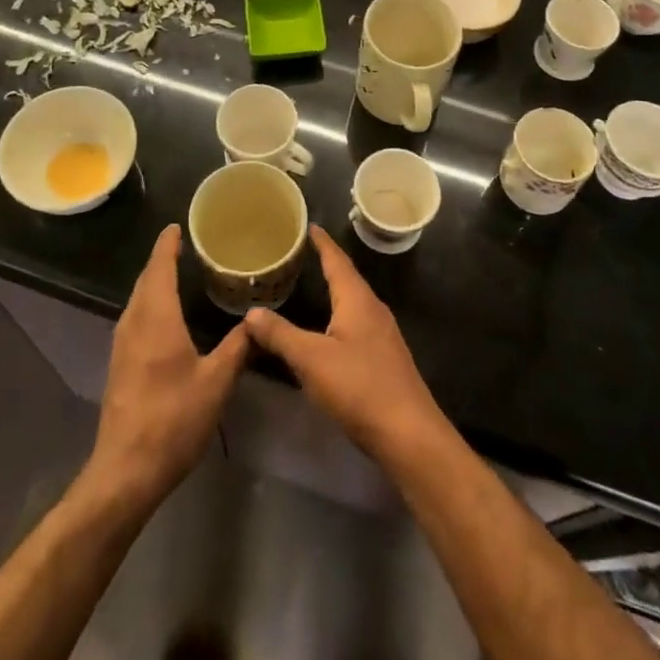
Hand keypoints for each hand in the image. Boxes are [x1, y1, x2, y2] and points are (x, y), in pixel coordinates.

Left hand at [87, 225, 249, 508]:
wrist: (126, 471)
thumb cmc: (173, 419)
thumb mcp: (216, 382)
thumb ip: (238, 347)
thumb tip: (257, 320)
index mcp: (157, 318)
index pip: (159, 268)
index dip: (167, 245)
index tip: (177, 226)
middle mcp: (135, 323)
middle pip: (145, 280)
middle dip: (162, 260)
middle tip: (184, 244)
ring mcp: (122, 345)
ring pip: (138, 300)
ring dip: (154, 282)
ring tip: (177, 273)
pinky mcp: (119, 365)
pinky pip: (135, 318)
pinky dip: (150, 303)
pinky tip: (165, 316)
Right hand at [245, 226, 449, 463]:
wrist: (408, 433)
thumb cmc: (359, 386)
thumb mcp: (311, 359)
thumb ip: (280, 334)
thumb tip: (252, 311)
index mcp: (357, 300)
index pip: (337, 261)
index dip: (322, 243)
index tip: (310, 225)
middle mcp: (373, 309)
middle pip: (348, 278)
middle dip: (328, 263)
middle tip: (305, 252)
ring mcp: (382, 334)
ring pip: (353, 302)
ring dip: (335, 290)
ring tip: (314, 284)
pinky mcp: (384, 358)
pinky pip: (357, 324)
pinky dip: (339, 316)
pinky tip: (329, 331)